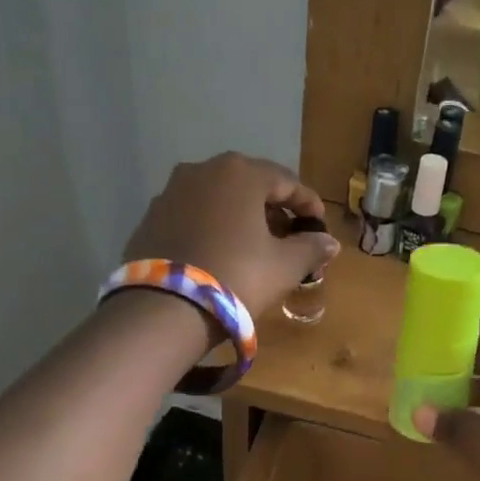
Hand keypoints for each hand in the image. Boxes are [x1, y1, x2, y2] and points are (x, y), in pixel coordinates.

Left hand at [121, 153, 338, 323]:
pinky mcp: (150, 218)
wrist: (164, 309)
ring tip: (256, 246)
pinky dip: (212, 227)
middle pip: (250, 185)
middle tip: (290, 236)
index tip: (320, 226)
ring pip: (218, 198)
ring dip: (241, 216)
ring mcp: (170, 192)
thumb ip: (311, 248)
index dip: (308, 203)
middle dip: (273, 209)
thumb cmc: (236, 276)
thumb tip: (329, 242)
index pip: (286, 181)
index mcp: (240, 173)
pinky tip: (221, 252)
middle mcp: (202, 170)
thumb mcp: (284, 266)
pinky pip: (193, 215)